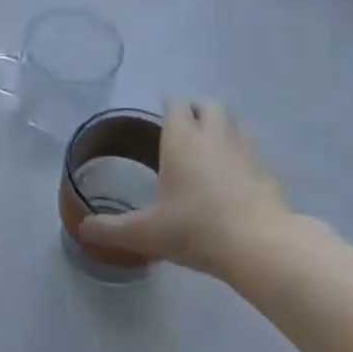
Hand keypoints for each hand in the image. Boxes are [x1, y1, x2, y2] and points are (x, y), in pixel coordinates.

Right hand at [79, 99, 296, 275]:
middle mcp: (214, 135)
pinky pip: (256, 151)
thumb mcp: (145, 233)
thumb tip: (83, 230)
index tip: (160, 122)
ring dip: (225, 127)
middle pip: (209, 104)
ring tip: (213, 148)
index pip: (175, 104)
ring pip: (237, 122)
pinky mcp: (270, 172)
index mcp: (181, 138)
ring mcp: (247, 151)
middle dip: (197, 110)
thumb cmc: (195, 228)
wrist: (259, 247)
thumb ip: (112, 229)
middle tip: (186, 131)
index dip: (168, 108)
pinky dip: (246, 156)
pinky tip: (239, 178)